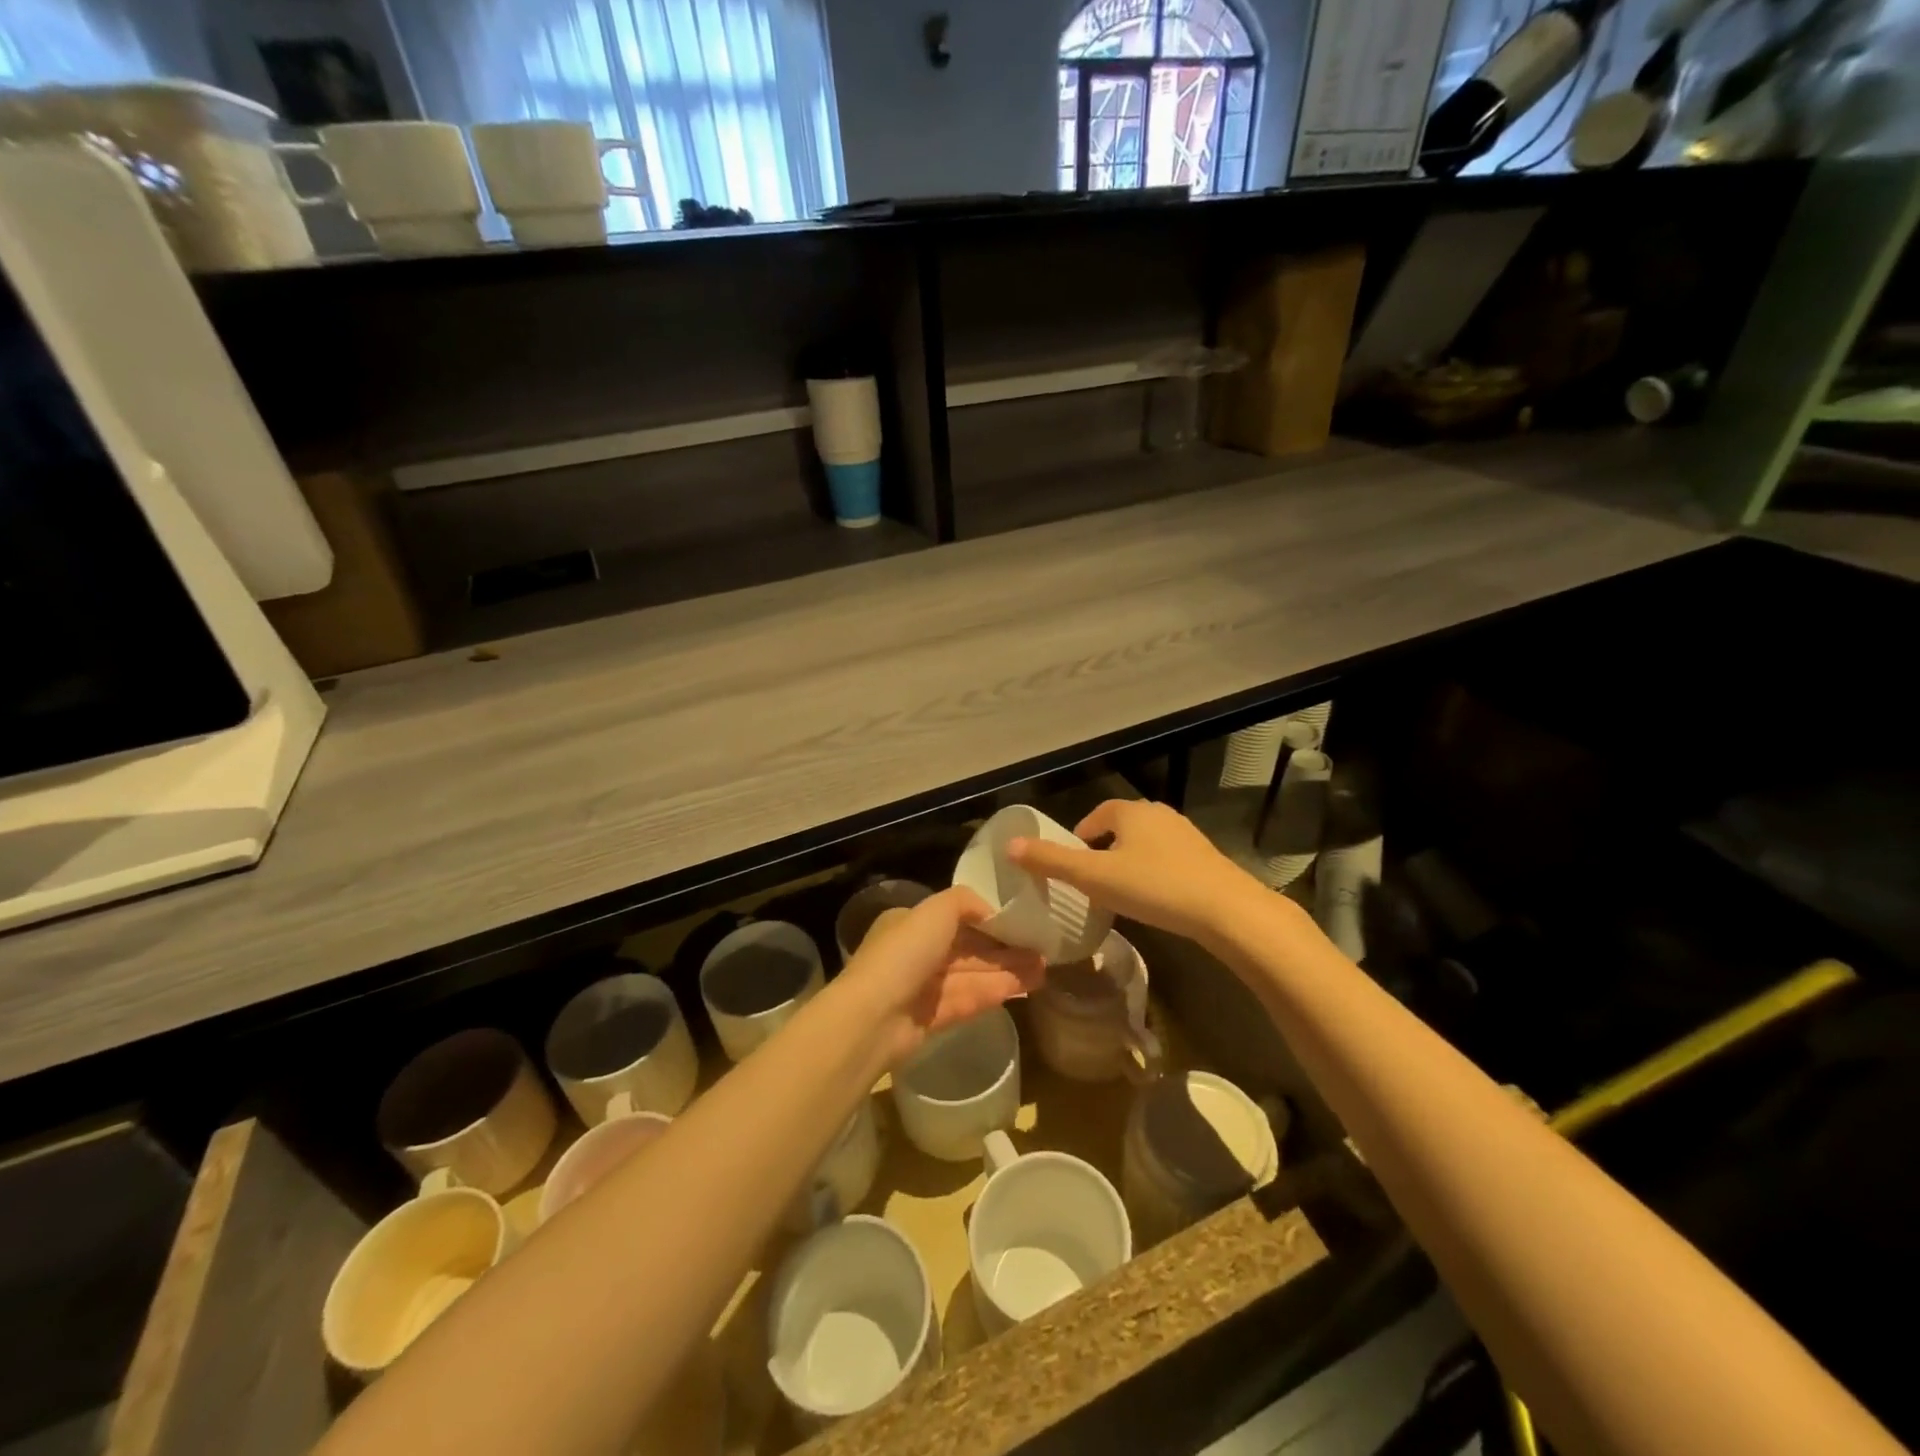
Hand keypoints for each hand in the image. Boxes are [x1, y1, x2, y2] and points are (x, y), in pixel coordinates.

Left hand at [839, 886, 1045, 1066]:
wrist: (874, 1017)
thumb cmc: (904, 953)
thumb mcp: (935, 910)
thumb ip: (965, 902)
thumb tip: (990, 911)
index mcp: (911, 923)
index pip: (956, 918)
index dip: (989, 920)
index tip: (1022, 922)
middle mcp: (917, 953)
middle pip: (969, 948)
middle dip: (1004, 948)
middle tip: (1043, 948)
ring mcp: (925, 987)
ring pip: (974, 975)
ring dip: (1008, 970)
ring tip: (1046, 968)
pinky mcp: (934, 1018)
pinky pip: (971, 999)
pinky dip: (998, 991)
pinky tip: (1027, 987)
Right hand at [1008, 799, 1266, 942]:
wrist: (1226, 909)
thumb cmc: (1154, 887)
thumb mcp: (1094, 877)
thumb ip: (1051, 861)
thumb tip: (1009, 846)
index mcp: (1131, 812)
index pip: (1098, 813)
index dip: (1081, 834)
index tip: (1073, 859)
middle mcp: (1159, 815)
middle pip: (1123, 825)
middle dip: (1105, 847)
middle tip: (1092, 878)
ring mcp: (1187, 835)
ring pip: (1147, 843)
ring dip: (1130, 860)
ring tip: (1120, 890)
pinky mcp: (1207, 858)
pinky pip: (1169, 859)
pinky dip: (1155, 872)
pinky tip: (1155, 899)